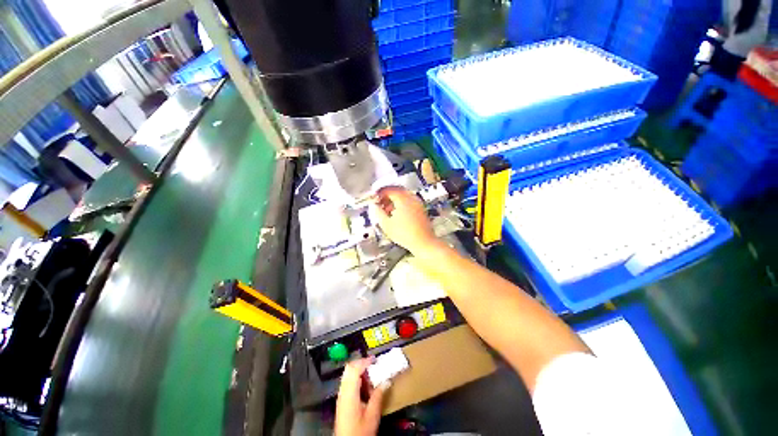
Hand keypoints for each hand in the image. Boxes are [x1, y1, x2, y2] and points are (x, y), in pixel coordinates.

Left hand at [335, 358, 388, 435]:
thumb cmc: (360, 431)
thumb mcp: (372, 415)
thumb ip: (378, 396)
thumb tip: (387, 381)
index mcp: (349, 393)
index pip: (354, 369)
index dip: (364, 361)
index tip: (375, 359)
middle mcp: (343, 391)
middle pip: (349, 369)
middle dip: (361, 363)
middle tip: (373, 365)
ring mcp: (341, 396)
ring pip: (348, 375)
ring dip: (359, 371)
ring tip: (371, 377)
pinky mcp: (342, 401)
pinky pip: (348, 382)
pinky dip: (356, 379)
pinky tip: (365, 387)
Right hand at [370, 186, 438, 255]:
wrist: (423, 242)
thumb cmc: (405, 234)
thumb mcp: (386, 225)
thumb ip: (378, 213)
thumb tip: (374, 206)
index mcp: (403, 199)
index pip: (389, 189)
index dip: (380, 193)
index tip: (374, 198)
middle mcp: (411, 198)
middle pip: (397, 191)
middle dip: (387, 196)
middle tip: (380, 203)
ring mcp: (418, 203)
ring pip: (403, 196)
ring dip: (394, 200)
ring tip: (387, 210)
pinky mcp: (421, 209)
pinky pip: (409, 201)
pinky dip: (401, 204)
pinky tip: (397, 214)